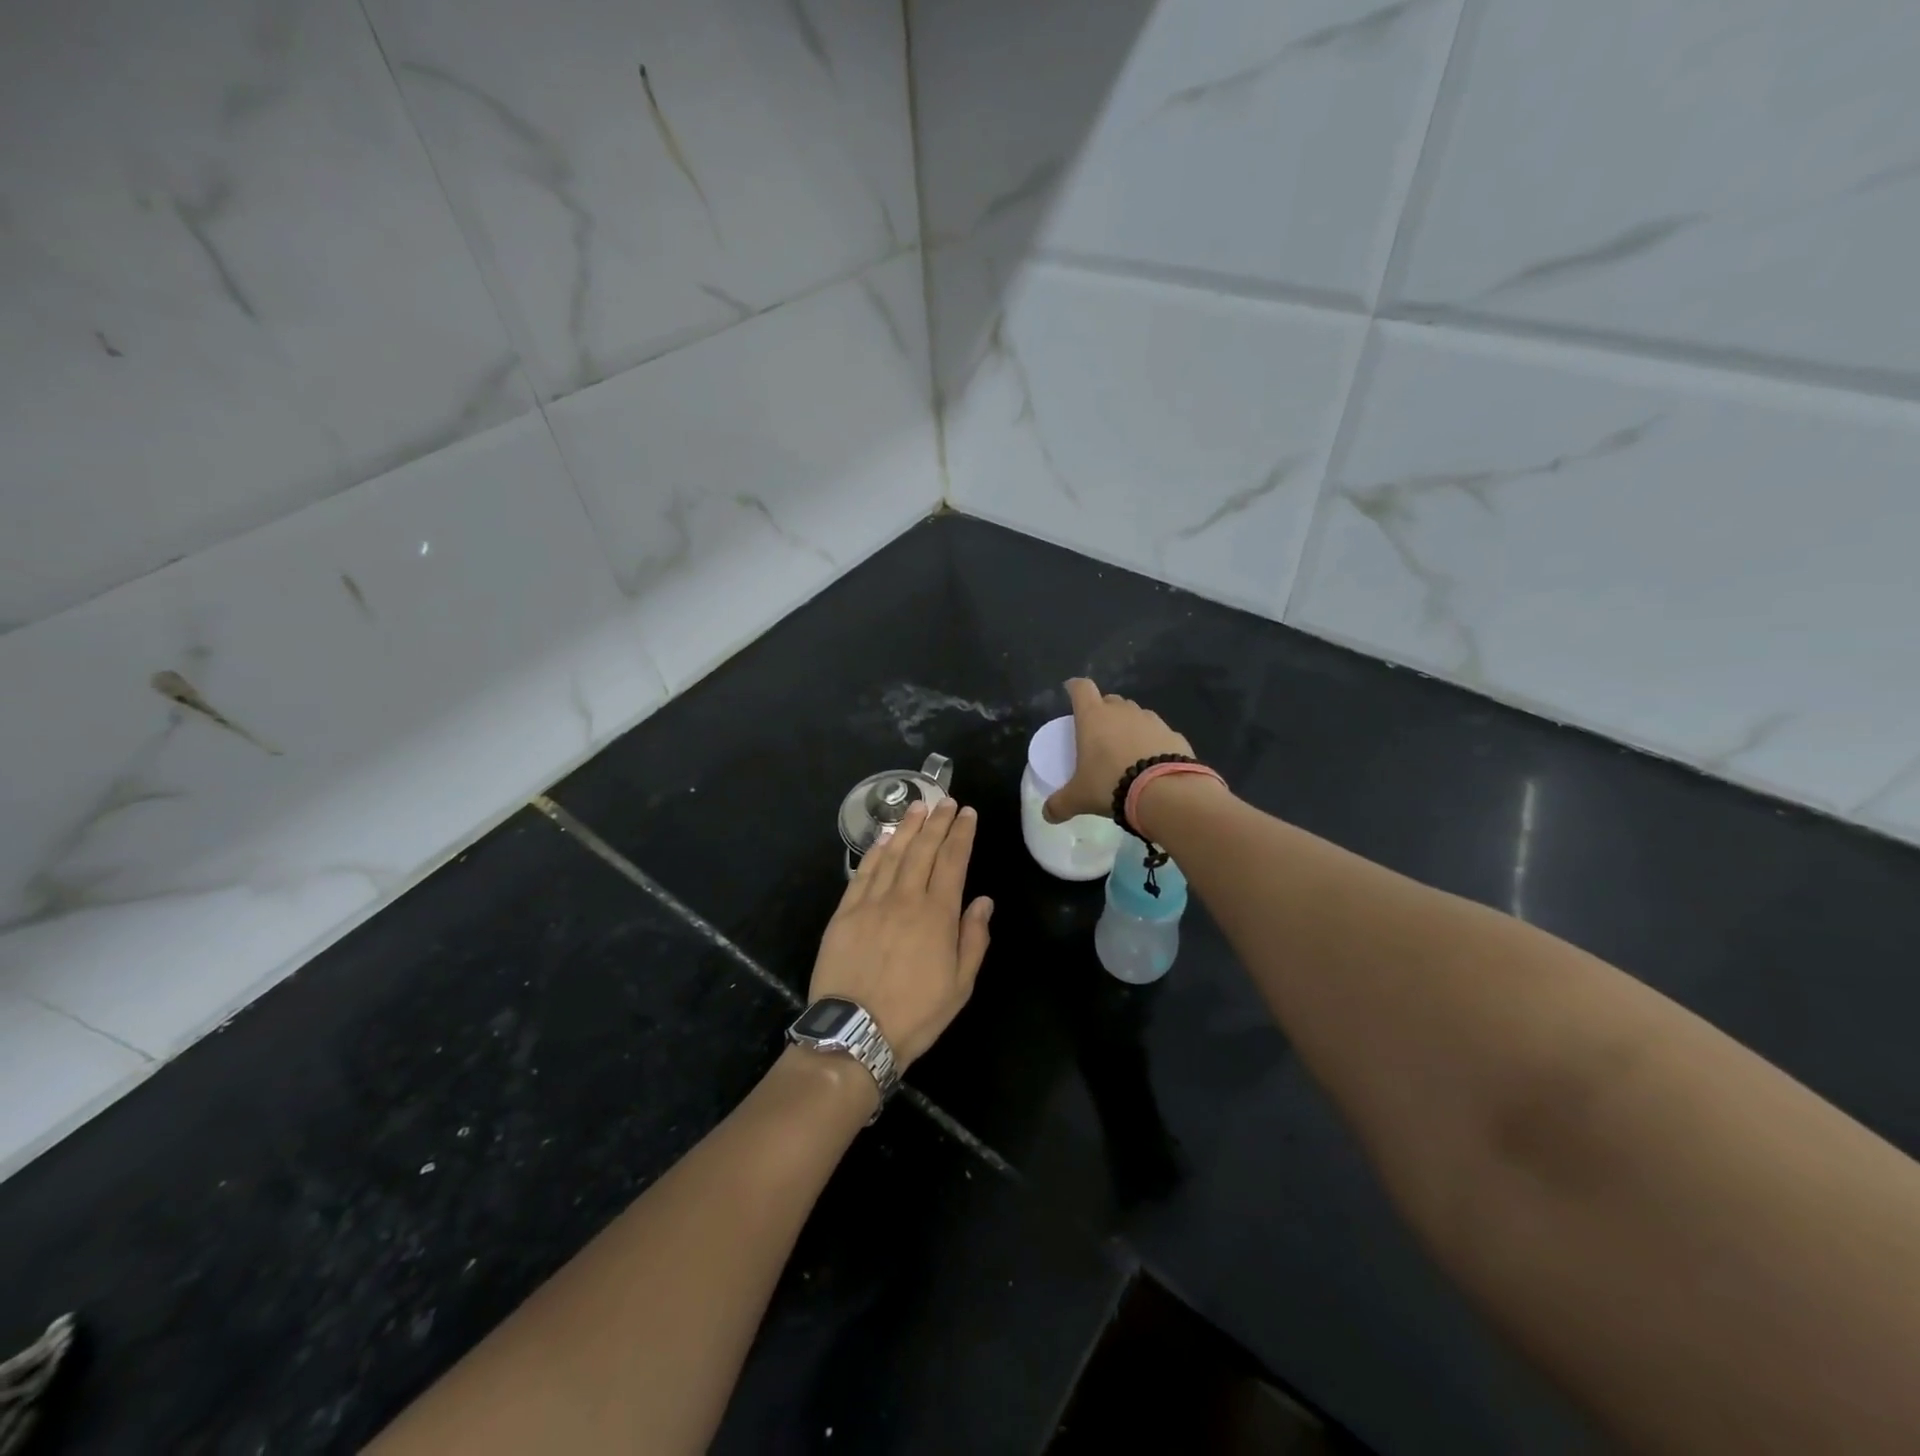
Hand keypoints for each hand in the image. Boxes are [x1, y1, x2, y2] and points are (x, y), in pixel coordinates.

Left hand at [810, 796, 993, 1068]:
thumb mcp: (960, 985)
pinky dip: (876, 851)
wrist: (856, 1032)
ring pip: (893, 854)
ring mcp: (872, 902)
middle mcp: (906, 898)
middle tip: (945, 800)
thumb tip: (984, 901)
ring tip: (918, 807)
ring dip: (907, 827)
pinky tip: (884, 837)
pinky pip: (864, 872)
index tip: (967, 813)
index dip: (961, 834)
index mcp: (938, 914)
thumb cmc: (916, 1013)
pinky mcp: (845, 912)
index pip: (953, 861)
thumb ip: (974, 938)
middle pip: (924, 849)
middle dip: (937, 821)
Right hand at [1042, 677, 1192, 823]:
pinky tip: (1151, 762)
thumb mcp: (1079, 798)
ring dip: (1128, 726)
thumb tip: (1047, 815)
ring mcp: (1151, 720)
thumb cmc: (1110, 784)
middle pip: (1110, 700)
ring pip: (1135, 714)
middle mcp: (1122, 711)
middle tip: (1098, 732)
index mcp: (1094, 717)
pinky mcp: (1174, 734)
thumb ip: (1060, 804)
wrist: (1164, 791)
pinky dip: (1152, 742)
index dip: (1074, 688)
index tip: (1071, 692)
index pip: (1081, 688)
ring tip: (1126, 750)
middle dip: (1103, 711)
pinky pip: (1158, 733)